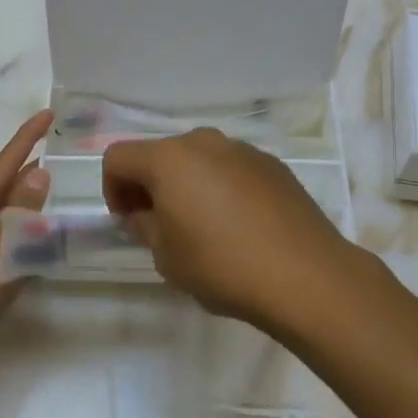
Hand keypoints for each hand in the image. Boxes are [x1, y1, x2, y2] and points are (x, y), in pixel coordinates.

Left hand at [0, 110, 51, 367]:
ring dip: (31, 197)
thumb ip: (23, 209)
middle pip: (5, 183)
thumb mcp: (1, 245)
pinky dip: (30, 230)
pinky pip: (12, 239)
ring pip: (10, 212)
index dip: (27, 137)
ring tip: (59, 184)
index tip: (48, 113)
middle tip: (60, 147)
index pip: (6, 163)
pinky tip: (45, 237)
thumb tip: (40, 171)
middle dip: (30, 163)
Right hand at [102, 127, 372, 330]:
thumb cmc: (222, 265)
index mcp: (170, 158)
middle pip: (161, 154)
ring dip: (188, 185)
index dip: (112, 189)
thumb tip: (141, 215)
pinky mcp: (273, 165)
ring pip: (199, 160)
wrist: (305, 275)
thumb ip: (145, 227)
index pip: (118, 158)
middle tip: (160, 226)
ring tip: (204, 228)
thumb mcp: (167, 256)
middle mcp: (205, 142)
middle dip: (151, 185)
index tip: (128, 222)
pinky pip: (232, 169)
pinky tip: (239, 226)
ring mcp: (243, 150)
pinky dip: (222, 188)